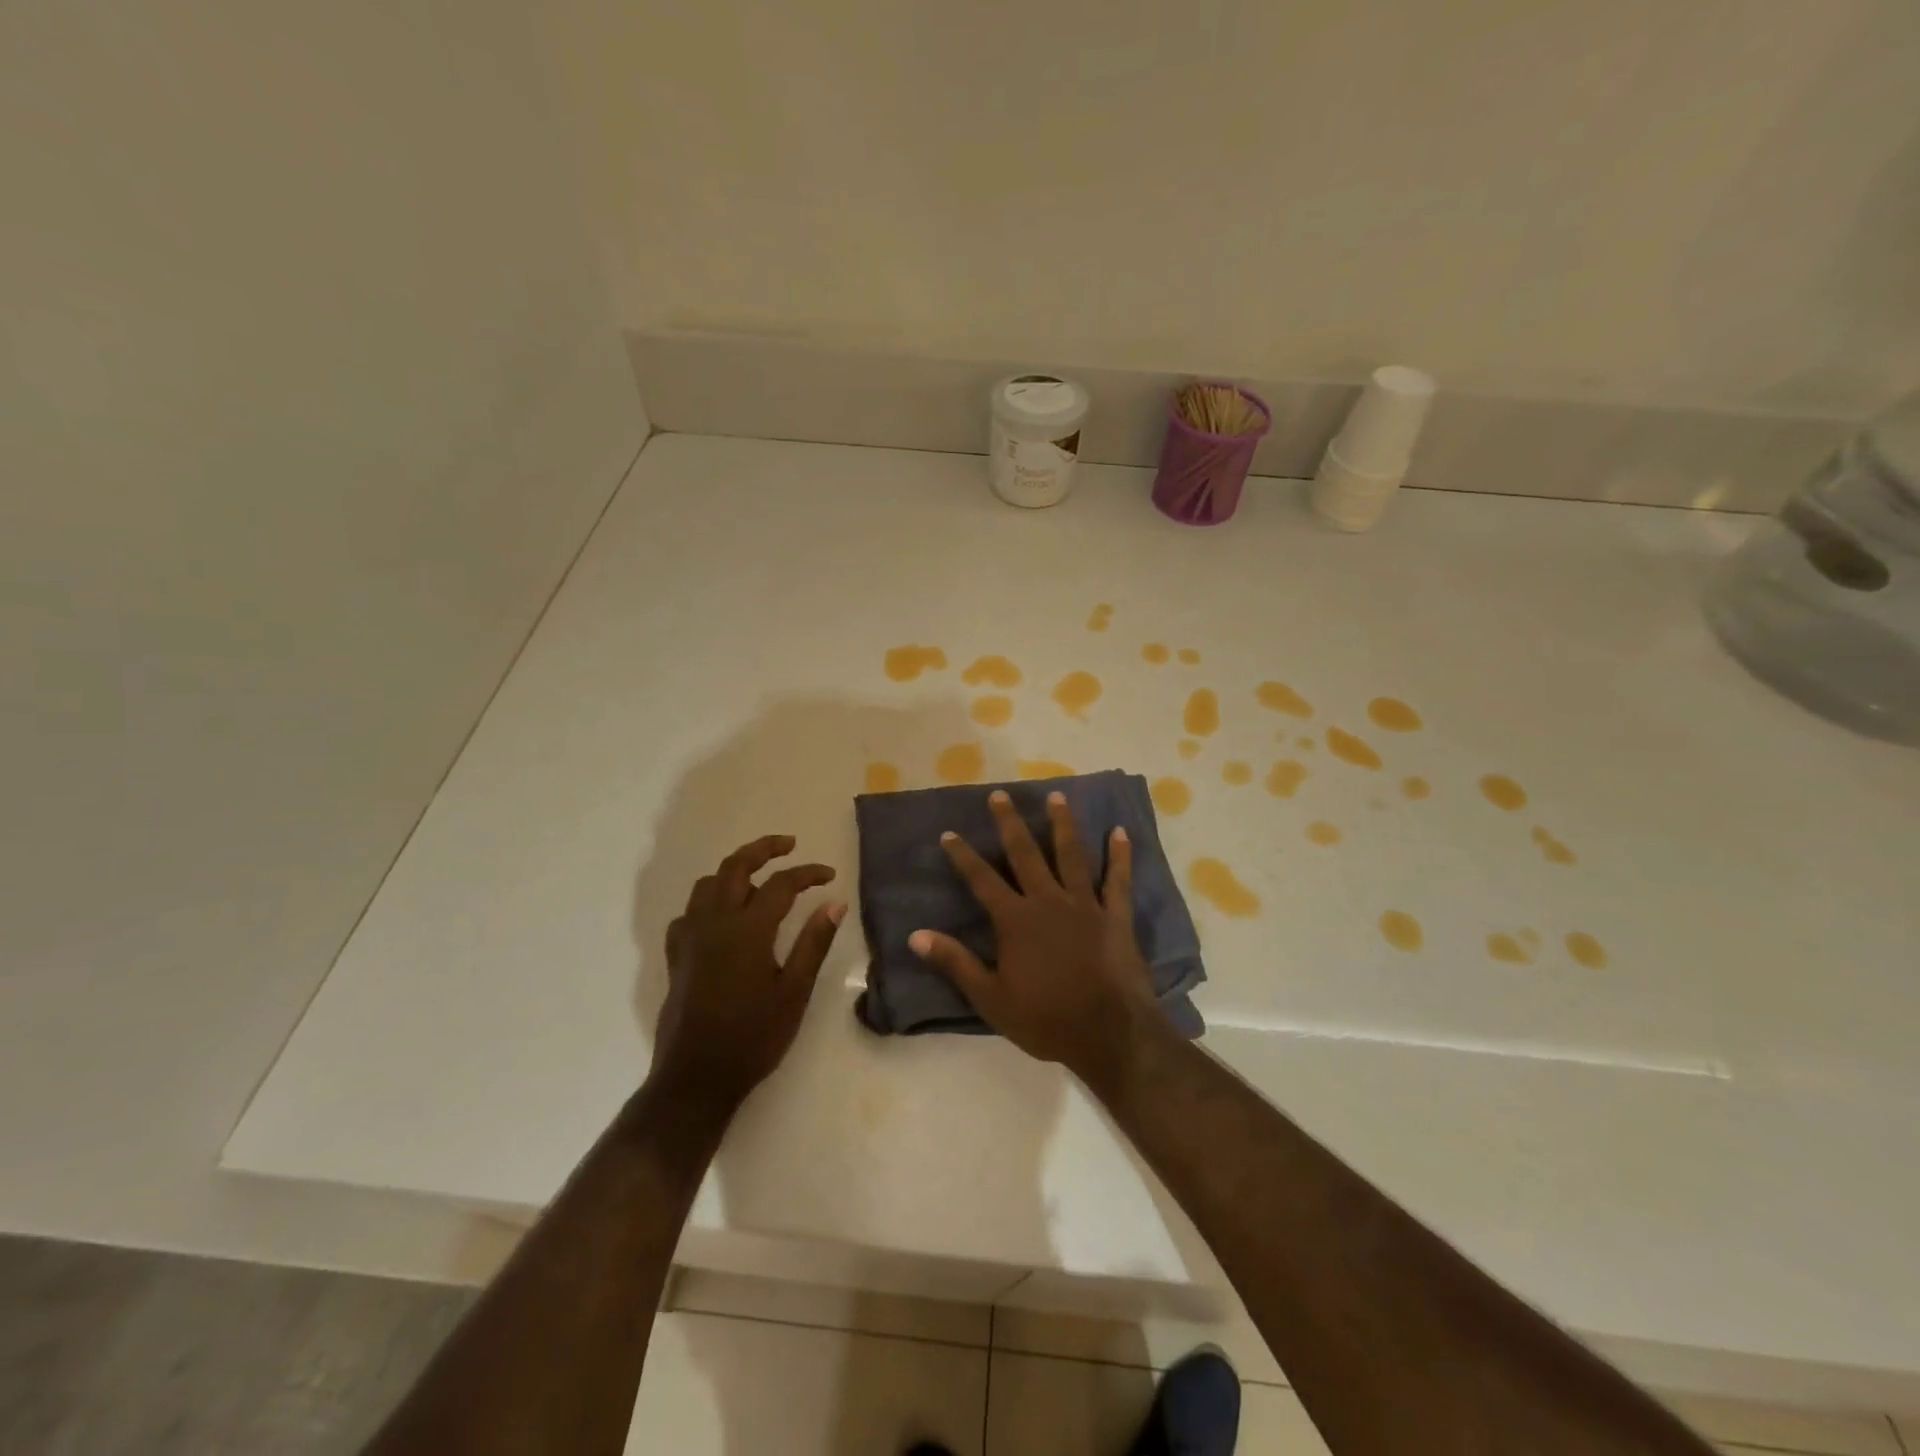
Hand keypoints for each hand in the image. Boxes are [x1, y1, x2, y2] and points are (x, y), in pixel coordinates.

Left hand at [650, 835, 844, 1112]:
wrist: (697, 1077)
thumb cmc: (753, 1036)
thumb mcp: (794, 991)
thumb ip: (814, 943)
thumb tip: (835, 904)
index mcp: (747, 929)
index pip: (781, 884)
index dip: (808, 873)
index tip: (829, 875)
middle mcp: (714, 922)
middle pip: (736, 866)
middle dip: (763, 849)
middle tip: (789, 845)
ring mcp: (690, 937)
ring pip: (708, 884)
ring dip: (735, 871)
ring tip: (758, 876)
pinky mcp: (676, 955)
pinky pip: (689, 911)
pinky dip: (709, 901)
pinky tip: (723, 916)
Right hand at [909, 790, 1158, 1081]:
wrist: (1109, 1033)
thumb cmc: (1046, 1018)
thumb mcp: (990, 998)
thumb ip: (955, 962)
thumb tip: (915, 935)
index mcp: (1015, 920)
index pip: (982, 880)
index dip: (963, 856)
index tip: (949, 833)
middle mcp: (1048, 901)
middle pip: (1025, 853)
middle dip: (1009, 823)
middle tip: (1000, 795)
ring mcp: (1085, 904)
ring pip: (1070, 854)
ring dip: (1062, 824)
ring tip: (1055, 795)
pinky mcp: (1115, 915)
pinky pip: (1117, 879)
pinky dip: (1119, 855)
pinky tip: (1119, 832)